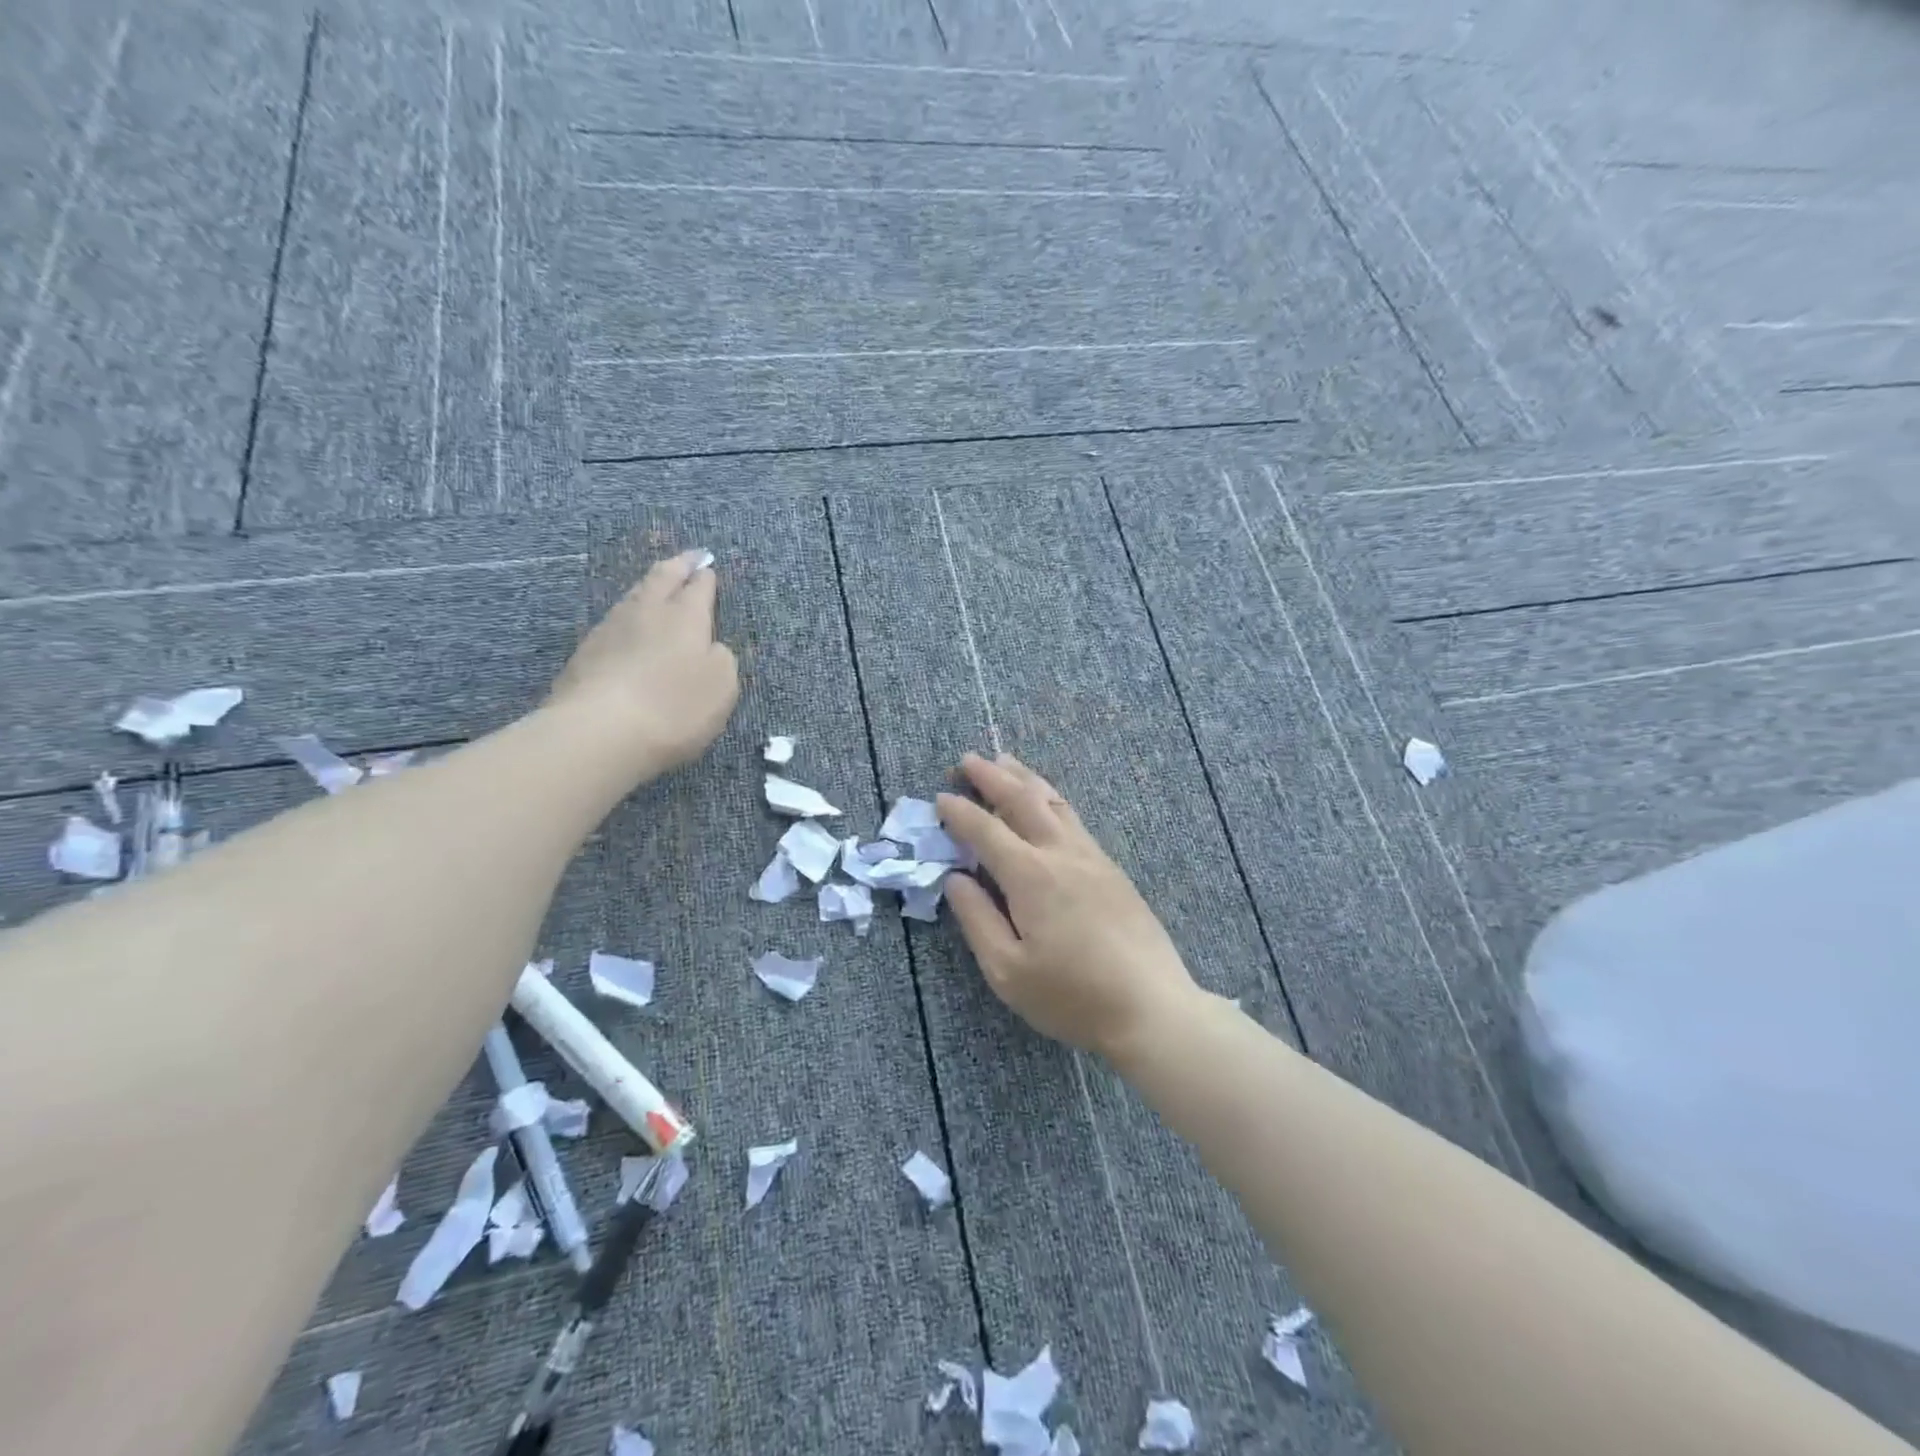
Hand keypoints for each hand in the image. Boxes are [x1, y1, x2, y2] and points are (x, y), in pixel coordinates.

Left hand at [547, 551, 738, 778]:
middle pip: (661, 579)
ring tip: (657, 586)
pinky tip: (628, 626)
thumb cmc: (674, 708)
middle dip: (678, 566)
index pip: (698, 588)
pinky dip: (627, 618)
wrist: (599, 732)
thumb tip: (709, 647)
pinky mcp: (584, 654)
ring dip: (648, 588)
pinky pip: (613, 623)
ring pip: (633, 597)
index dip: (705, 577)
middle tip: (689, 557)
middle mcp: (646, 613)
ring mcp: (610, 630)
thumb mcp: (721, 687)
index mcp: (685, 617)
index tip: (708, 566)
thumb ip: (721, 660)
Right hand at [937, 753, 1200, 1058]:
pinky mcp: (1112, 868)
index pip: (986, 830)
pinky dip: (1050, 798)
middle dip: (991, 776)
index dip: (960, 812)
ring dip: (1024, 778)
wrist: (1151, 1007)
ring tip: (1005, 761)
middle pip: (1022, 800)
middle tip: (966, 760)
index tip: (940, 798)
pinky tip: (1047, 801)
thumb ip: (977, 920)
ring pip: (1053, 801)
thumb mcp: (1007, 971)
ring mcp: (1092, 857)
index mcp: (1030, 876)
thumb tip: (955, 879)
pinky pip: (1073, 817)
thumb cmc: (1072, 996)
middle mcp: (1061, 853)